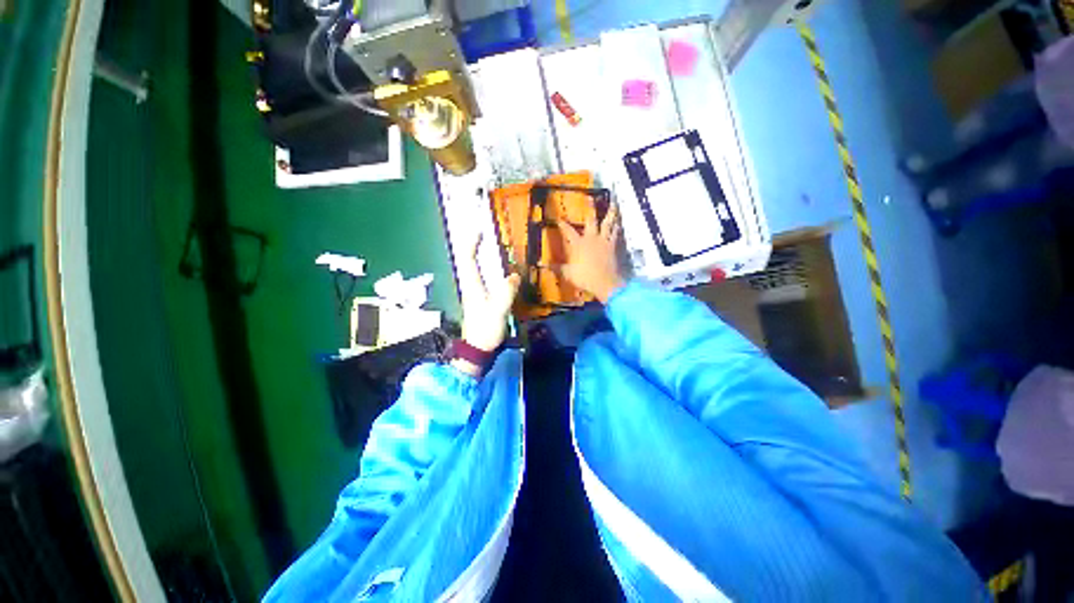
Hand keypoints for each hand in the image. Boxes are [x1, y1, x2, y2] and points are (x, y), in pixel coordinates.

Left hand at [454, 233, 520, 375]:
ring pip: (475, 269)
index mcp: (472, 285)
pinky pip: (483, 277)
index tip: (480, 230)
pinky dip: (487, 268)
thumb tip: (515, 275)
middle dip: (474, 245)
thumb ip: (506, 292)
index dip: (472, 243)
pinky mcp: (480, 299)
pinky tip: (497, 270)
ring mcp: (474, 292)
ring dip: (480, 255)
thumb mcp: (498, 310)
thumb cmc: (485, 329)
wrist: (477, 348)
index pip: (467, 259)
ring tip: (490, 246)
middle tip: (485, 234)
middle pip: (468, 260)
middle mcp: (470, 285)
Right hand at [555, 204, 624, 303]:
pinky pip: (615, 234)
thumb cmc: (585, 277)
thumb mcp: (568, 273)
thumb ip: (556, 268)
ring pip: (608, 223)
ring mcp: (603, 241)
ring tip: (614, 203)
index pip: (568, 231)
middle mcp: (591, 238)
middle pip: (591, 220)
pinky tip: (619, 223)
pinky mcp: (612, 246)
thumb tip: (542, 265)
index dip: (563, 224)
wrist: (604, 282)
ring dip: (611, 213)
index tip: (559, 218)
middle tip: (591, 197)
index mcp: (578, 243)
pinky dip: (617, 227)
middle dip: (590, 208)